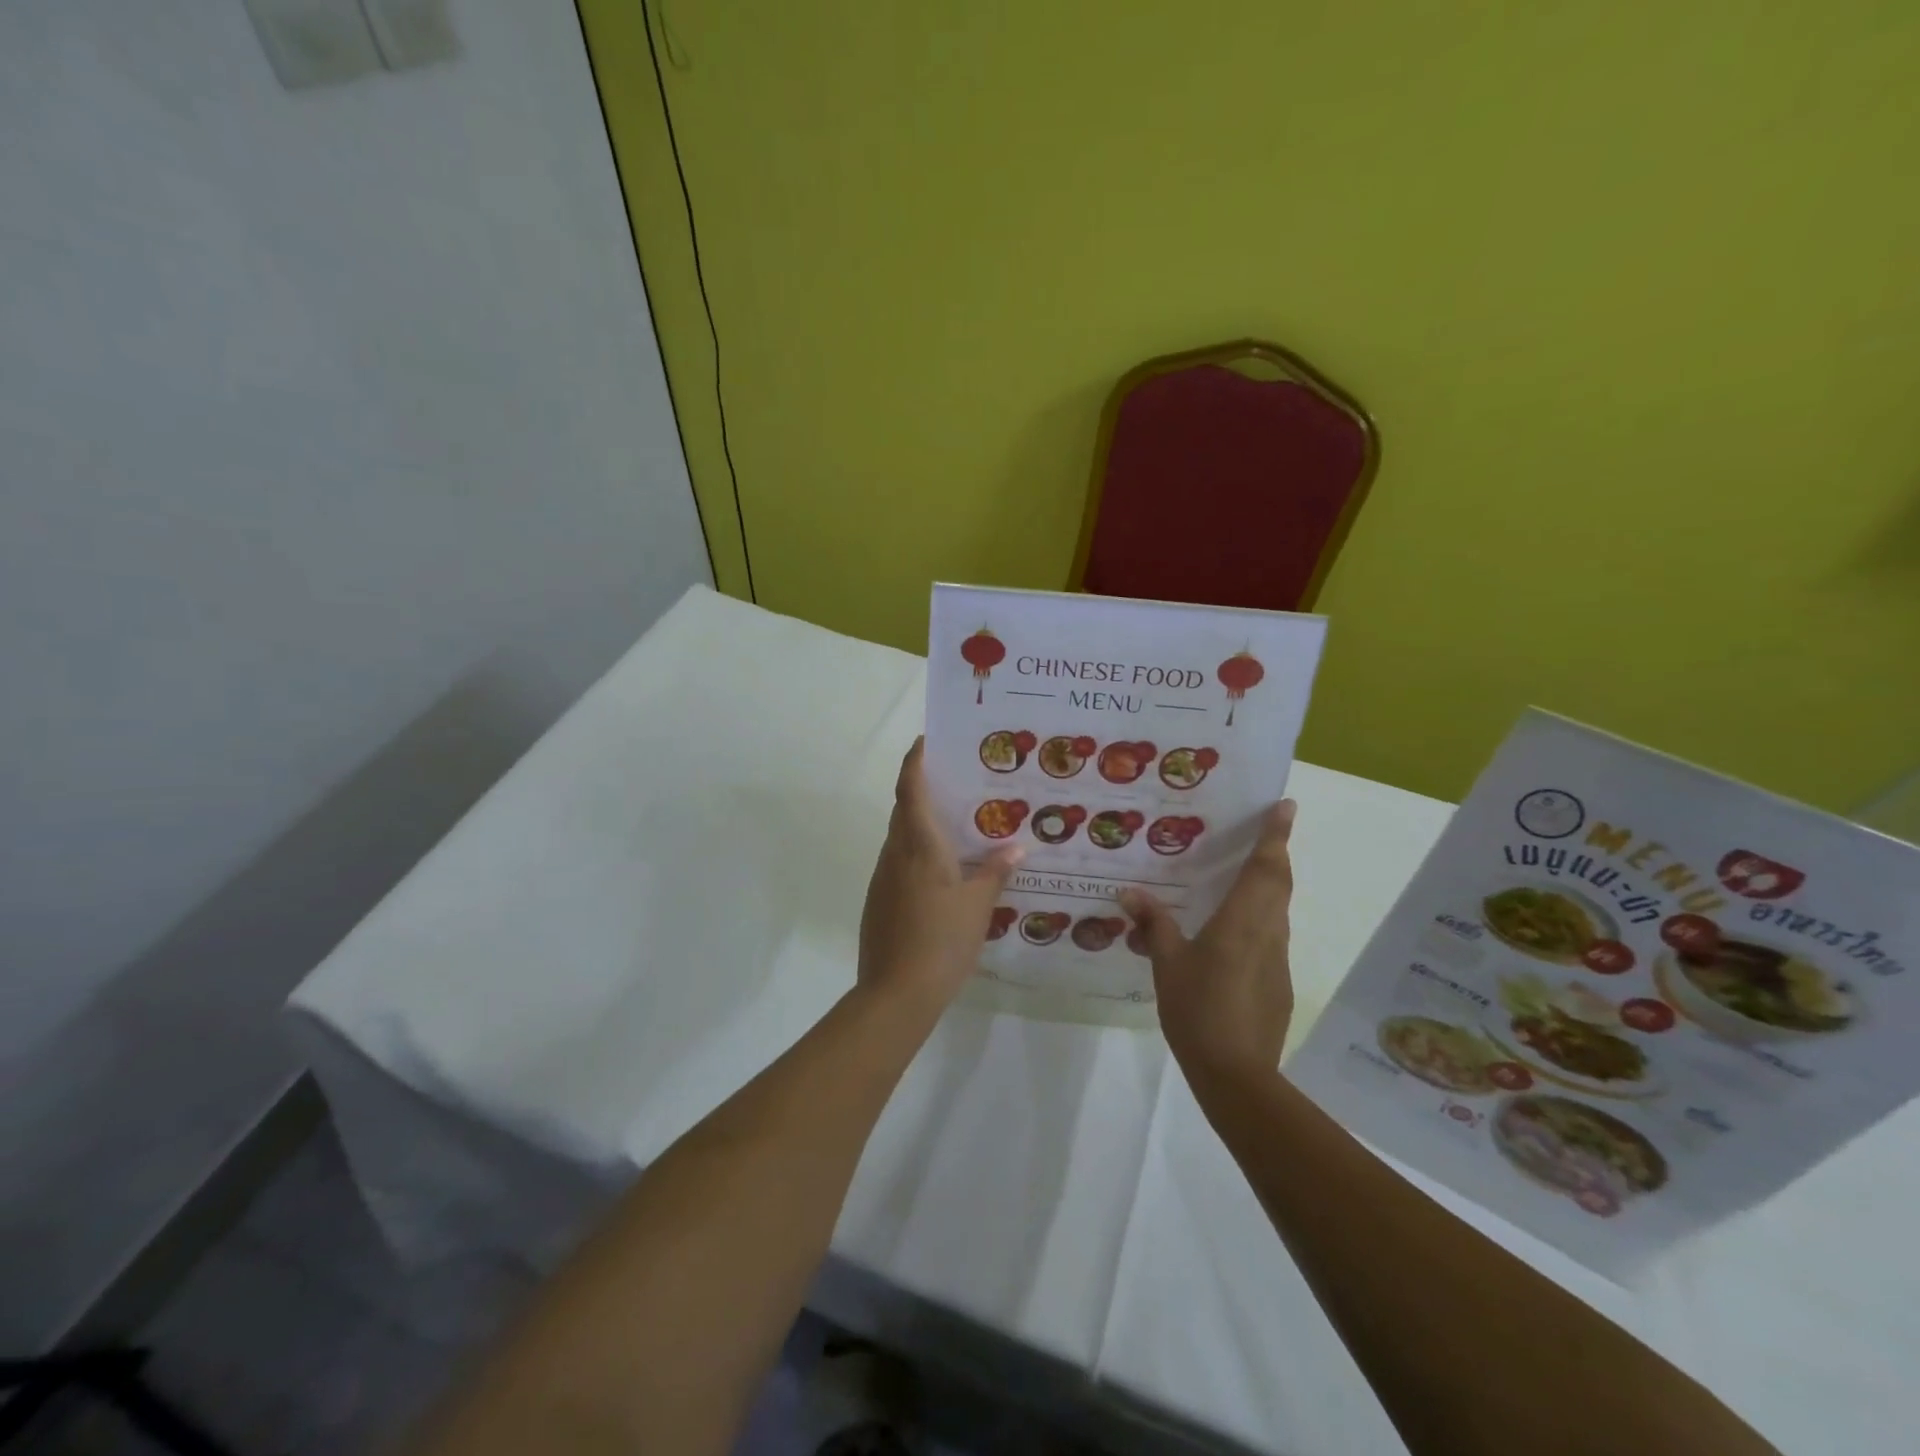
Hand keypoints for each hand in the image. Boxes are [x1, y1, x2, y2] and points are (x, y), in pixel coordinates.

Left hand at [858, 739, 1021, 1013]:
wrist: (896, 994)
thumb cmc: (941, 941)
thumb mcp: (978, 906)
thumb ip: (995, 872)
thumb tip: (1015, 847)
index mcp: (919, 846)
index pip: (910, 789)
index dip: (914, 761)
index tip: (925, 741)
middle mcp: (895, 854)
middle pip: (903, 810)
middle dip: (923, 790)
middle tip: (956, 783)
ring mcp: (883, 878)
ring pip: (901, 838)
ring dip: (922, 825)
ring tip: (957, 826)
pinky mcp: (879, 901)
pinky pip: (899, 863)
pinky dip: (918, 854)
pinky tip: (943, 872)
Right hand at [1121, 800, 1296, 1089]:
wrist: (1236, 1074)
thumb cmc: (1199, 1008)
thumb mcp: (1167, 963)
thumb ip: (1153, 924)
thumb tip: (1129, 893)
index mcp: (1243, 920)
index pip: (1267, 867)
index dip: (1277, 835)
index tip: (1286, 806)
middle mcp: (1268, 932)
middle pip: (1280, 884)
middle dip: (1276, 854)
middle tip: (1264, 831)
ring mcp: (1277, 959)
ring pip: (1278, 910)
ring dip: (1269, 886)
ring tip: (1241, 875)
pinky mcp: (1278, 983)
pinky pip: (1270, 936)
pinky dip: (1259, 919)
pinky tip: (1231, 933)